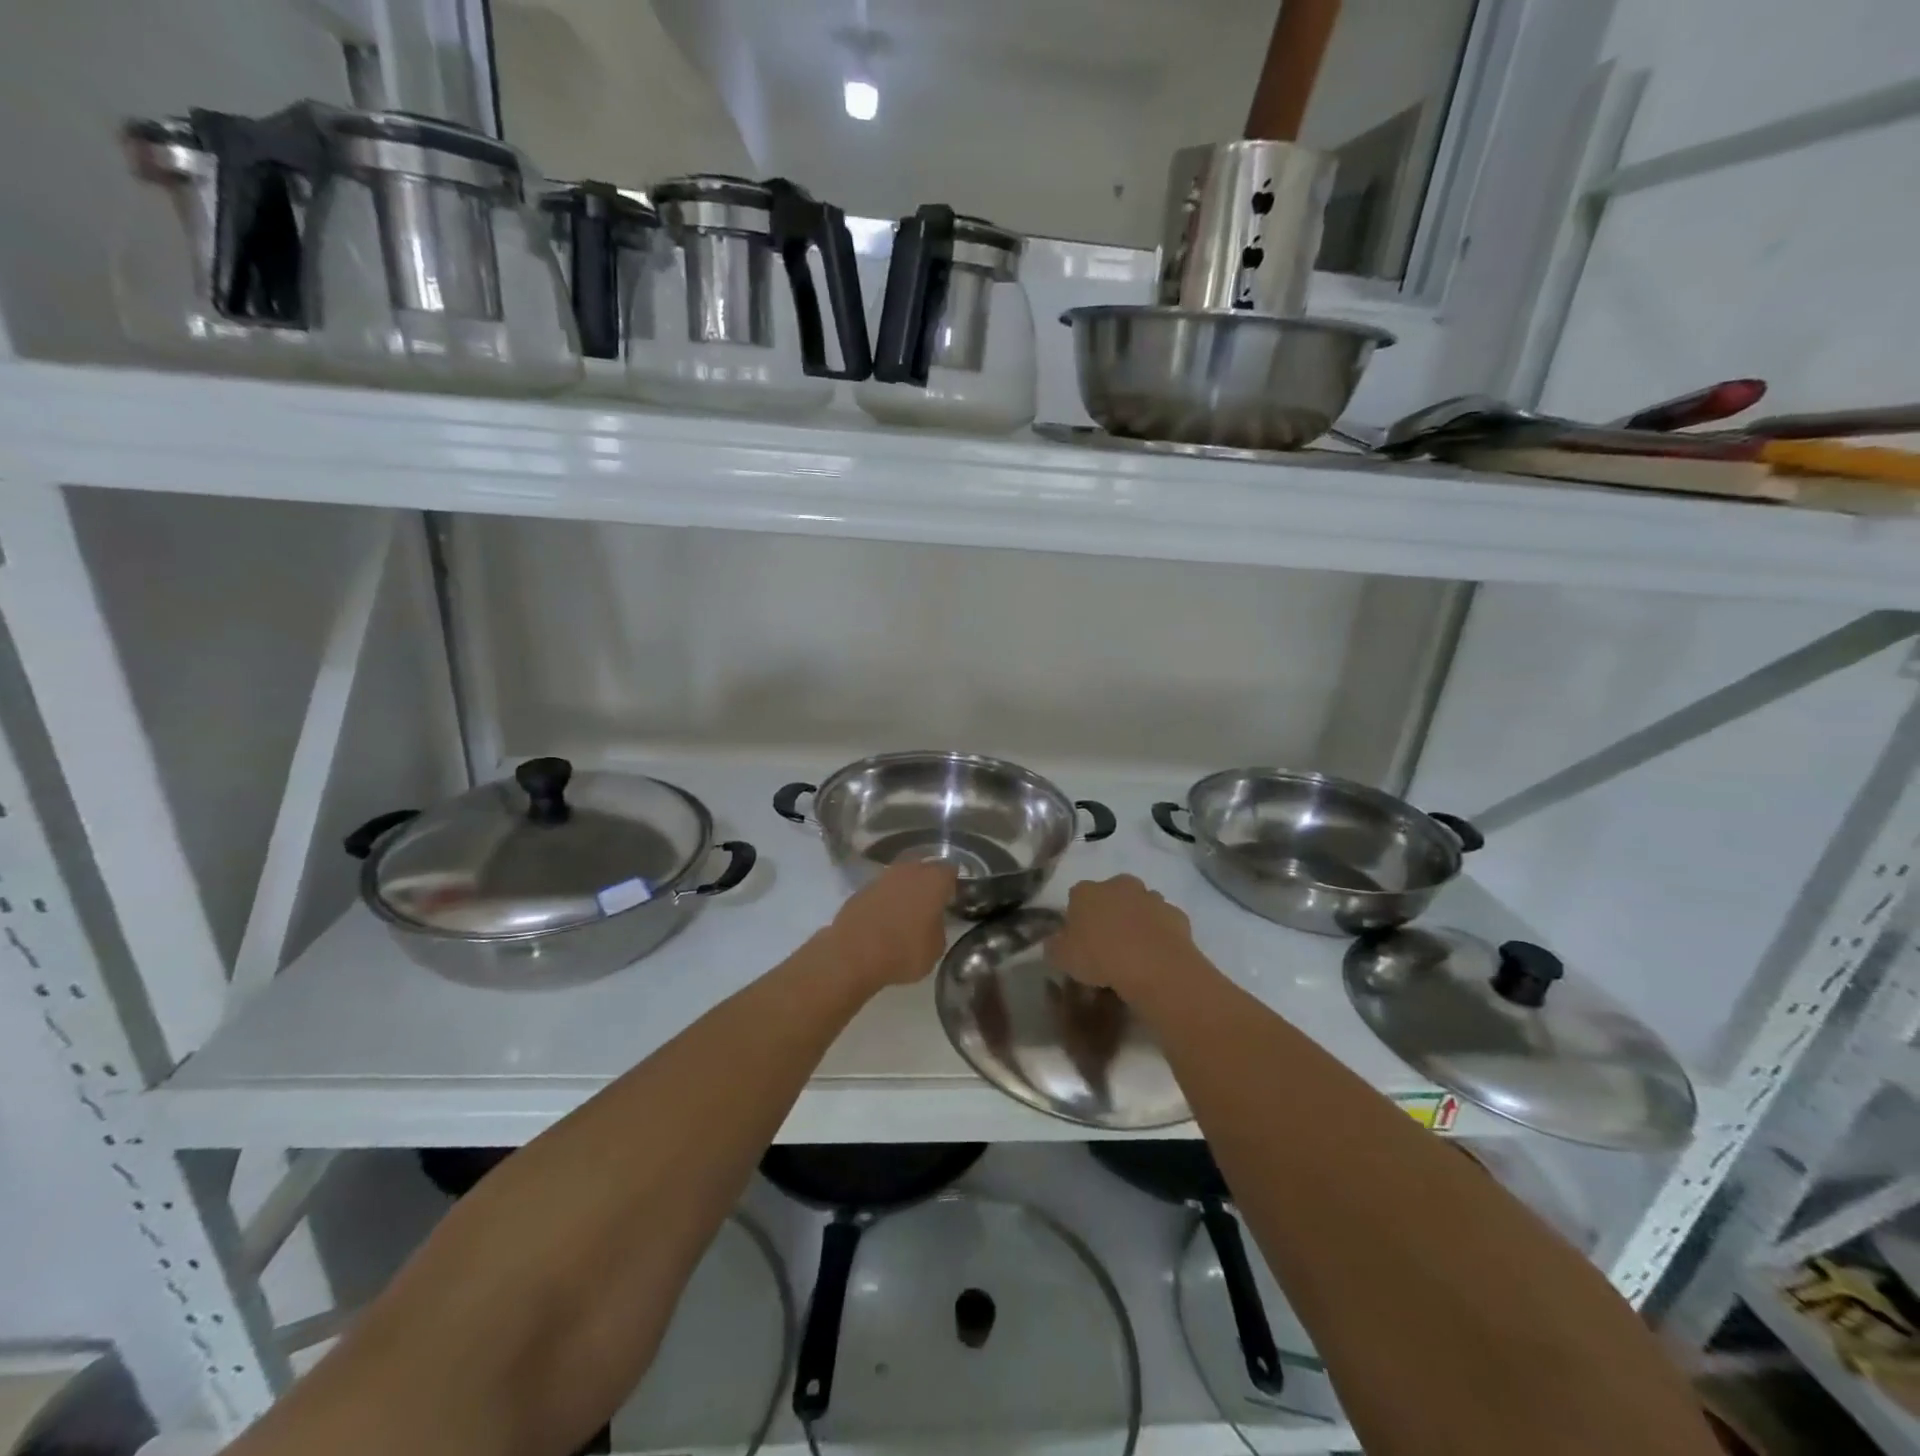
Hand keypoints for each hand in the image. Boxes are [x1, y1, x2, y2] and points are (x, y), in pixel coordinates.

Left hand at [825, 861, 956, 990]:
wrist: (853, 955)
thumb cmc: (903, 951)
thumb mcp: (935, 949)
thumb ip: (938, 928)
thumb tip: (932, 923)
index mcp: (933, 881)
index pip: (950, 871)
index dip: (952, 883)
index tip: (953, 897)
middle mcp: (908, 871)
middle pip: (923, 867)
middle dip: (928, 881)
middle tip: (931, 902)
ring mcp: (882, 877)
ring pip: (900, 877)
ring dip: (904, 889)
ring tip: (906, 911)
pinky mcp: (860, 889)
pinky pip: (881, 890)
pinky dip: (885, 900)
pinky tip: (884, 918)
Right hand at [1050, 875, 1197, 1001]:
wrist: (1156, 966)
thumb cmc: (1101, 957)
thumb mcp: (1062, 958)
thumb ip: (1055, 946)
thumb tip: (1056, 942)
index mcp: (1087, 891)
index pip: (1076, 897)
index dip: (1076, 919)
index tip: (1078, 941)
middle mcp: (1119, 885)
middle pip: (1110, 896)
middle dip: (1109, 913)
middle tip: (1107, 945)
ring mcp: (1151, 897)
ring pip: (1139, 906)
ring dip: (1136, 921)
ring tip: (1134, 953)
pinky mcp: (1176, 914)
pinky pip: (1163, 923)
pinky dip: (1159, 934)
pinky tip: (1156, 956)